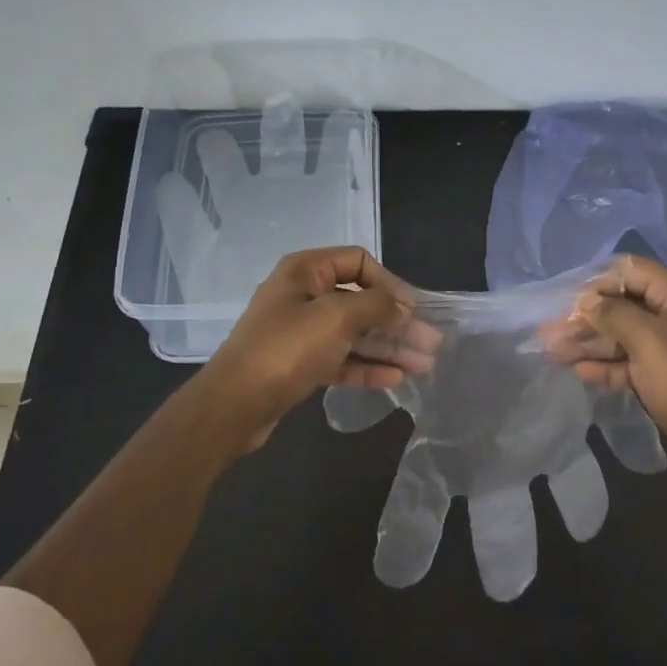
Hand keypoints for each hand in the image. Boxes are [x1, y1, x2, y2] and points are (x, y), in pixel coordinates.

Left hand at [189, 247, 438, 452]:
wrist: (235, 404)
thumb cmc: (287, 349)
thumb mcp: (337, 317)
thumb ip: (377, 306)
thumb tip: (403, 307)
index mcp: (305, 271)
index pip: (358, 262)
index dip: (389, 283)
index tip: (412, 310)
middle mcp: (303, 296)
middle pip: (360, 301)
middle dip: (396, 322)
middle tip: (431, 343)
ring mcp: (300, 332)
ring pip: (353, 334)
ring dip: (388, 347)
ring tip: (423, 365)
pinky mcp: (299, 364)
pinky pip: (340, 359)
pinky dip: (367, 367)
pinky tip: (395, 378)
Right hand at [543, 255, 666, 497]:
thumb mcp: (651, 344)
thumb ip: (615, 315)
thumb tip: (587, 300)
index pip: (631, 272)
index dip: (596, 285)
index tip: (565, 306)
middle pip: (625, 305)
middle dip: (586, 318)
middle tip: (548, 334)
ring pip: (626, 336)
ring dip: (591, 343)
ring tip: (553, 354)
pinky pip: (635, 363)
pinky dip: (609, 365)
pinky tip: (580, 372)